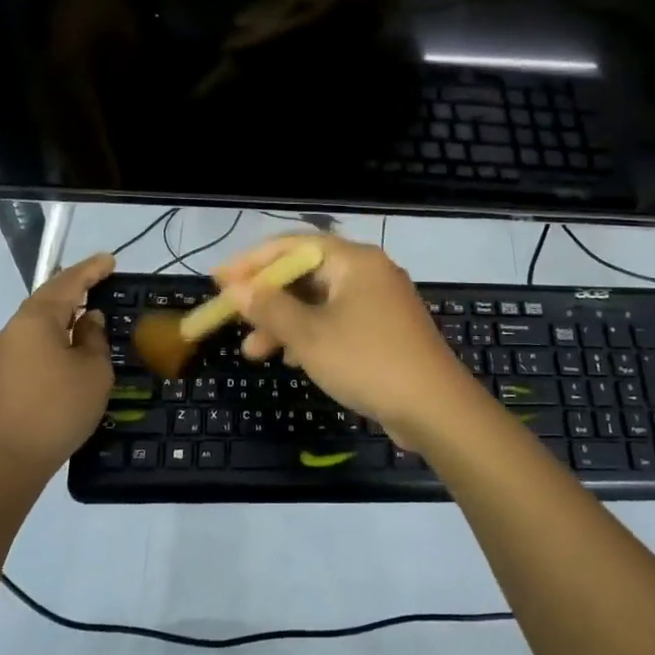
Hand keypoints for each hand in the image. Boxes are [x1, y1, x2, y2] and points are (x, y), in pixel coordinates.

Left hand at [0, 253, 115, 480]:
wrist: (9, 459)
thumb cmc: (59, 409)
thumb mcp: (93, 371)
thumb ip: (93, 338)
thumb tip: (88, 320)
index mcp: (37, 319)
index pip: (68, 282)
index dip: (92, 269)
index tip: (111, 260)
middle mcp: (14, 327)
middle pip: (48, 296)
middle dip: (75, 286)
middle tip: (101, 279)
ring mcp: (3, 350)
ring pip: (37, 319)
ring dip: (62, 311)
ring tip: (87, 311)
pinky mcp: (0, 372)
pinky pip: (31, 339)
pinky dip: (52, 332)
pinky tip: (67, 343)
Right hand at [212, 234, 471, 440]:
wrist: (435, 408)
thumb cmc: (367, 361)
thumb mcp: (309, 335)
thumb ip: (270, 308)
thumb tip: (237, 288)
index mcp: (354, 261)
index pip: (293, 246)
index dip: (252, 261)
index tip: (219, 280)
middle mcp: (368, 273)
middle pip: (305, 274)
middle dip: (266, 298)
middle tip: (232, 318)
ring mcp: (380, 303)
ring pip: (319, 303)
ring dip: (284, 323)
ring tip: (254, 352)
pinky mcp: (385, 331)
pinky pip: (337, 322)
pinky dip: (310, 335)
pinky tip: (291, 360)